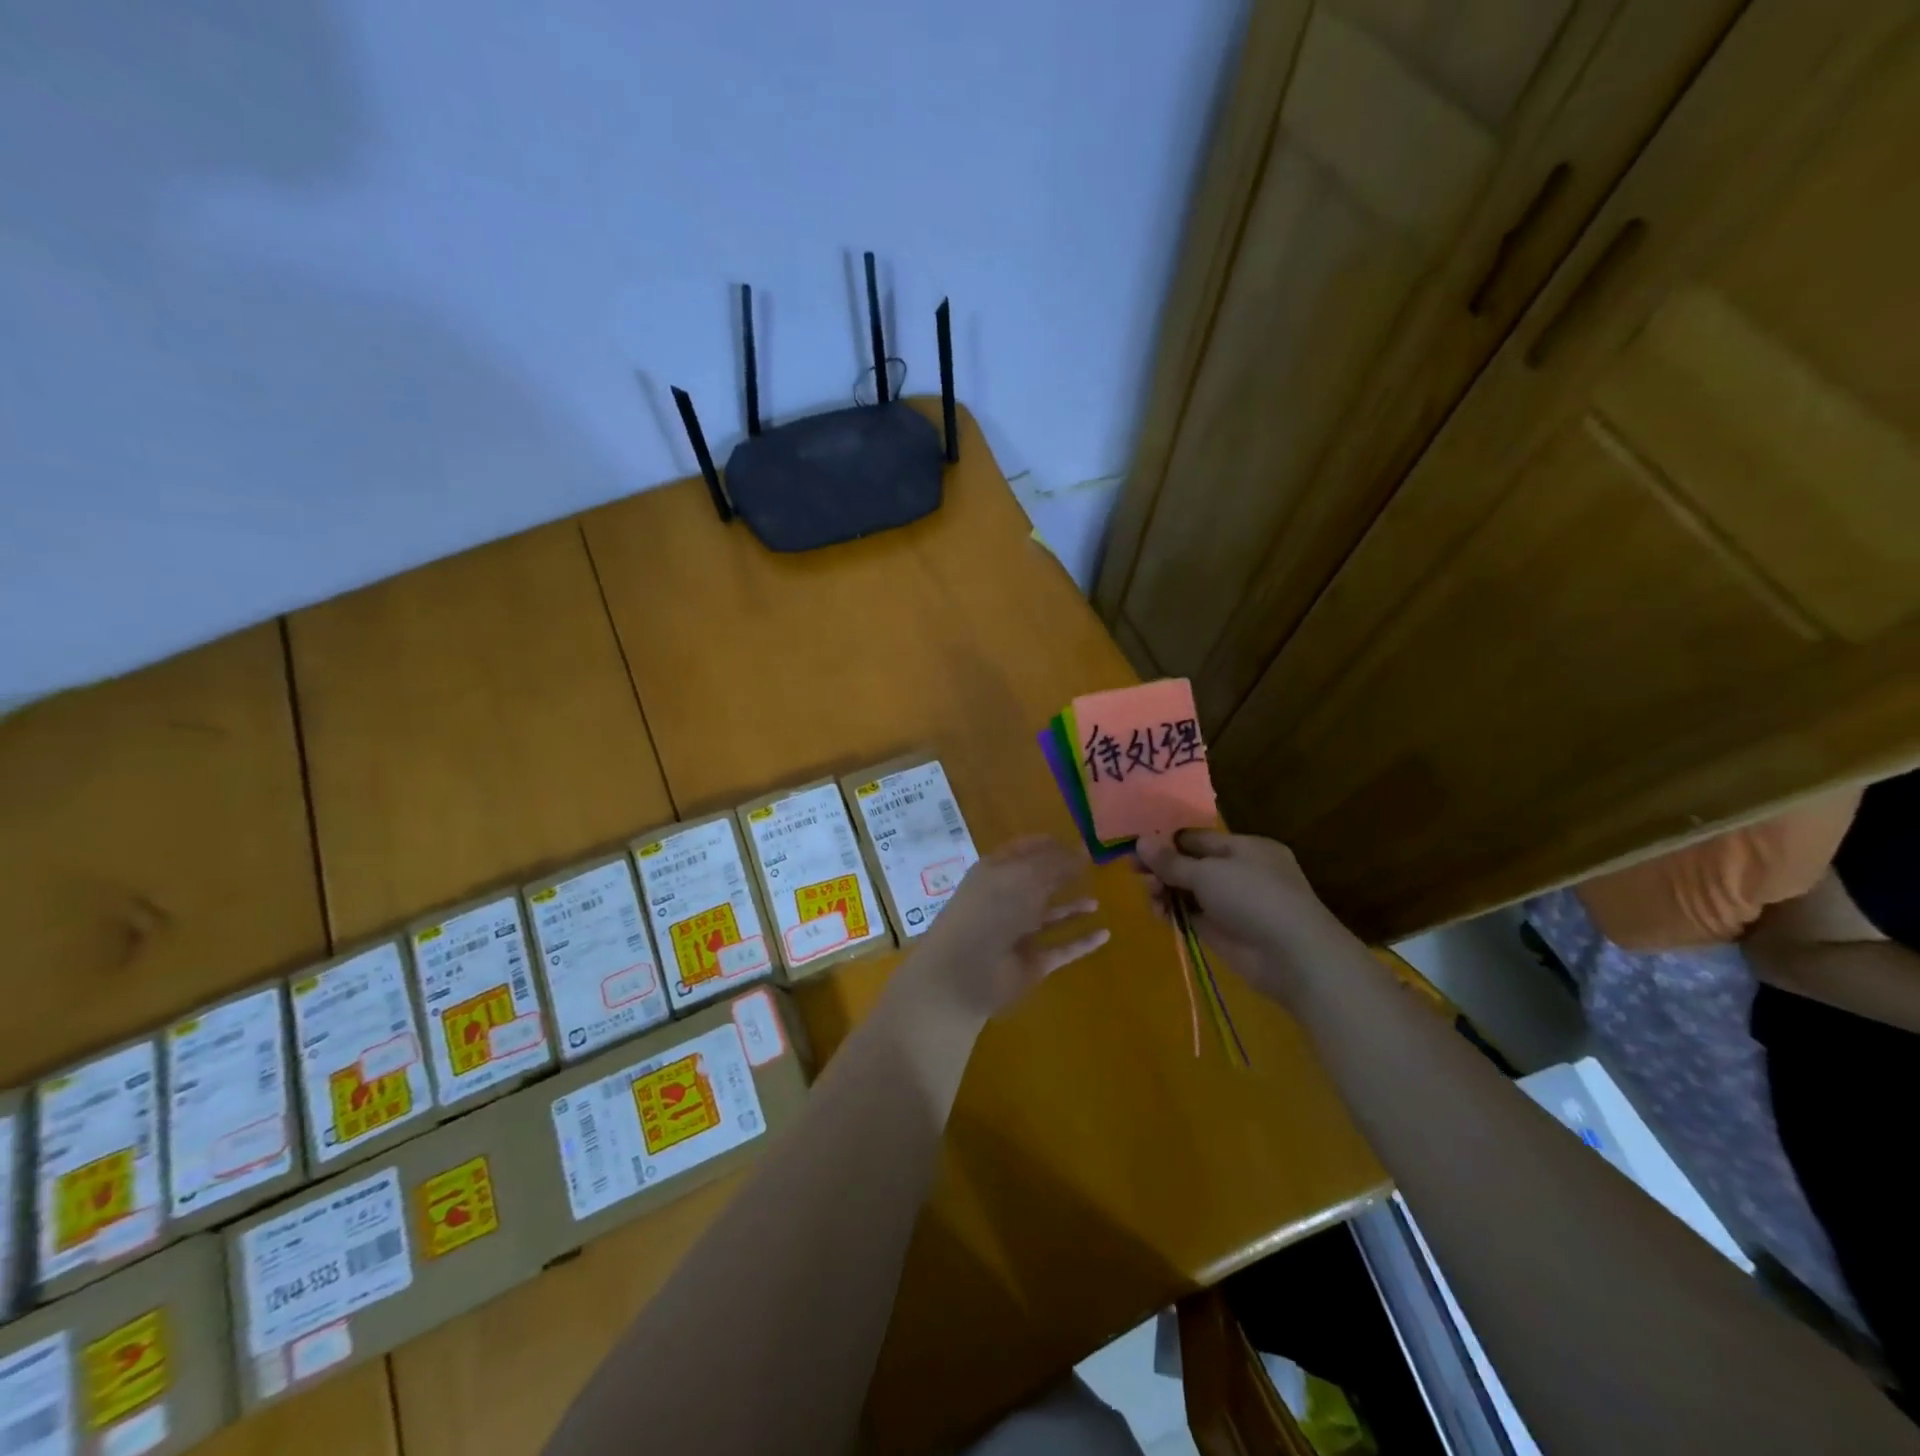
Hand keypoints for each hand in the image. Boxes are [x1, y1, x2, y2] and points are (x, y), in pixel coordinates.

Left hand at [894, 834, 1107, 1028]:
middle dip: (1061, 874)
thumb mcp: (1024, 876)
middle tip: (1094, 868)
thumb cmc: (991, 910)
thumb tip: (1082, 850)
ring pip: (1050, 916)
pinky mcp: (1031, 963)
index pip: (1026, 850)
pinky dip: (1082, 942)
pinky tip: (1105, 934)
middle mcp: (1006, 899)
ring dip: (1072, 908)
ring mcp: (1018, 933)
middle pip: (1038, 882)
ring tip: (1098, 901)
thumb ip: (1055, 863)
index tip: (1080, 841)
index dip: (1050, 844)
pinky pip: (1062, 948)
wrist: (964, 972)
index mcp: (996, 872)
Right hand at [1134, 830, 1356, 1008]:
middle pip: (1190, 864)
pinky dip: (1174, 912)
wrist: (1293, 956)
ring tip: (1150, 895)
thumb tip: (1140, 842)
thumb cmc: (1254, 898)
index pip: (1197, 838)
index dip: (1167, 841)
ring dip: (1165, 890)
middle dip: (1162, 867)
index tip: (1136, 846)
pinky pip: (1191, 915)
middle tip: (1134, 872)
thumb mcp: (1208, 873)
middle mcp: (1239, 872)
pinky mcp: (1223, 931)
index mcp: (1244, 848)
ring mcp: (1231, 903)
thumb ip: (1171, 861)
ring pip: (1188, 890)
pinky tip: (1158, 913)